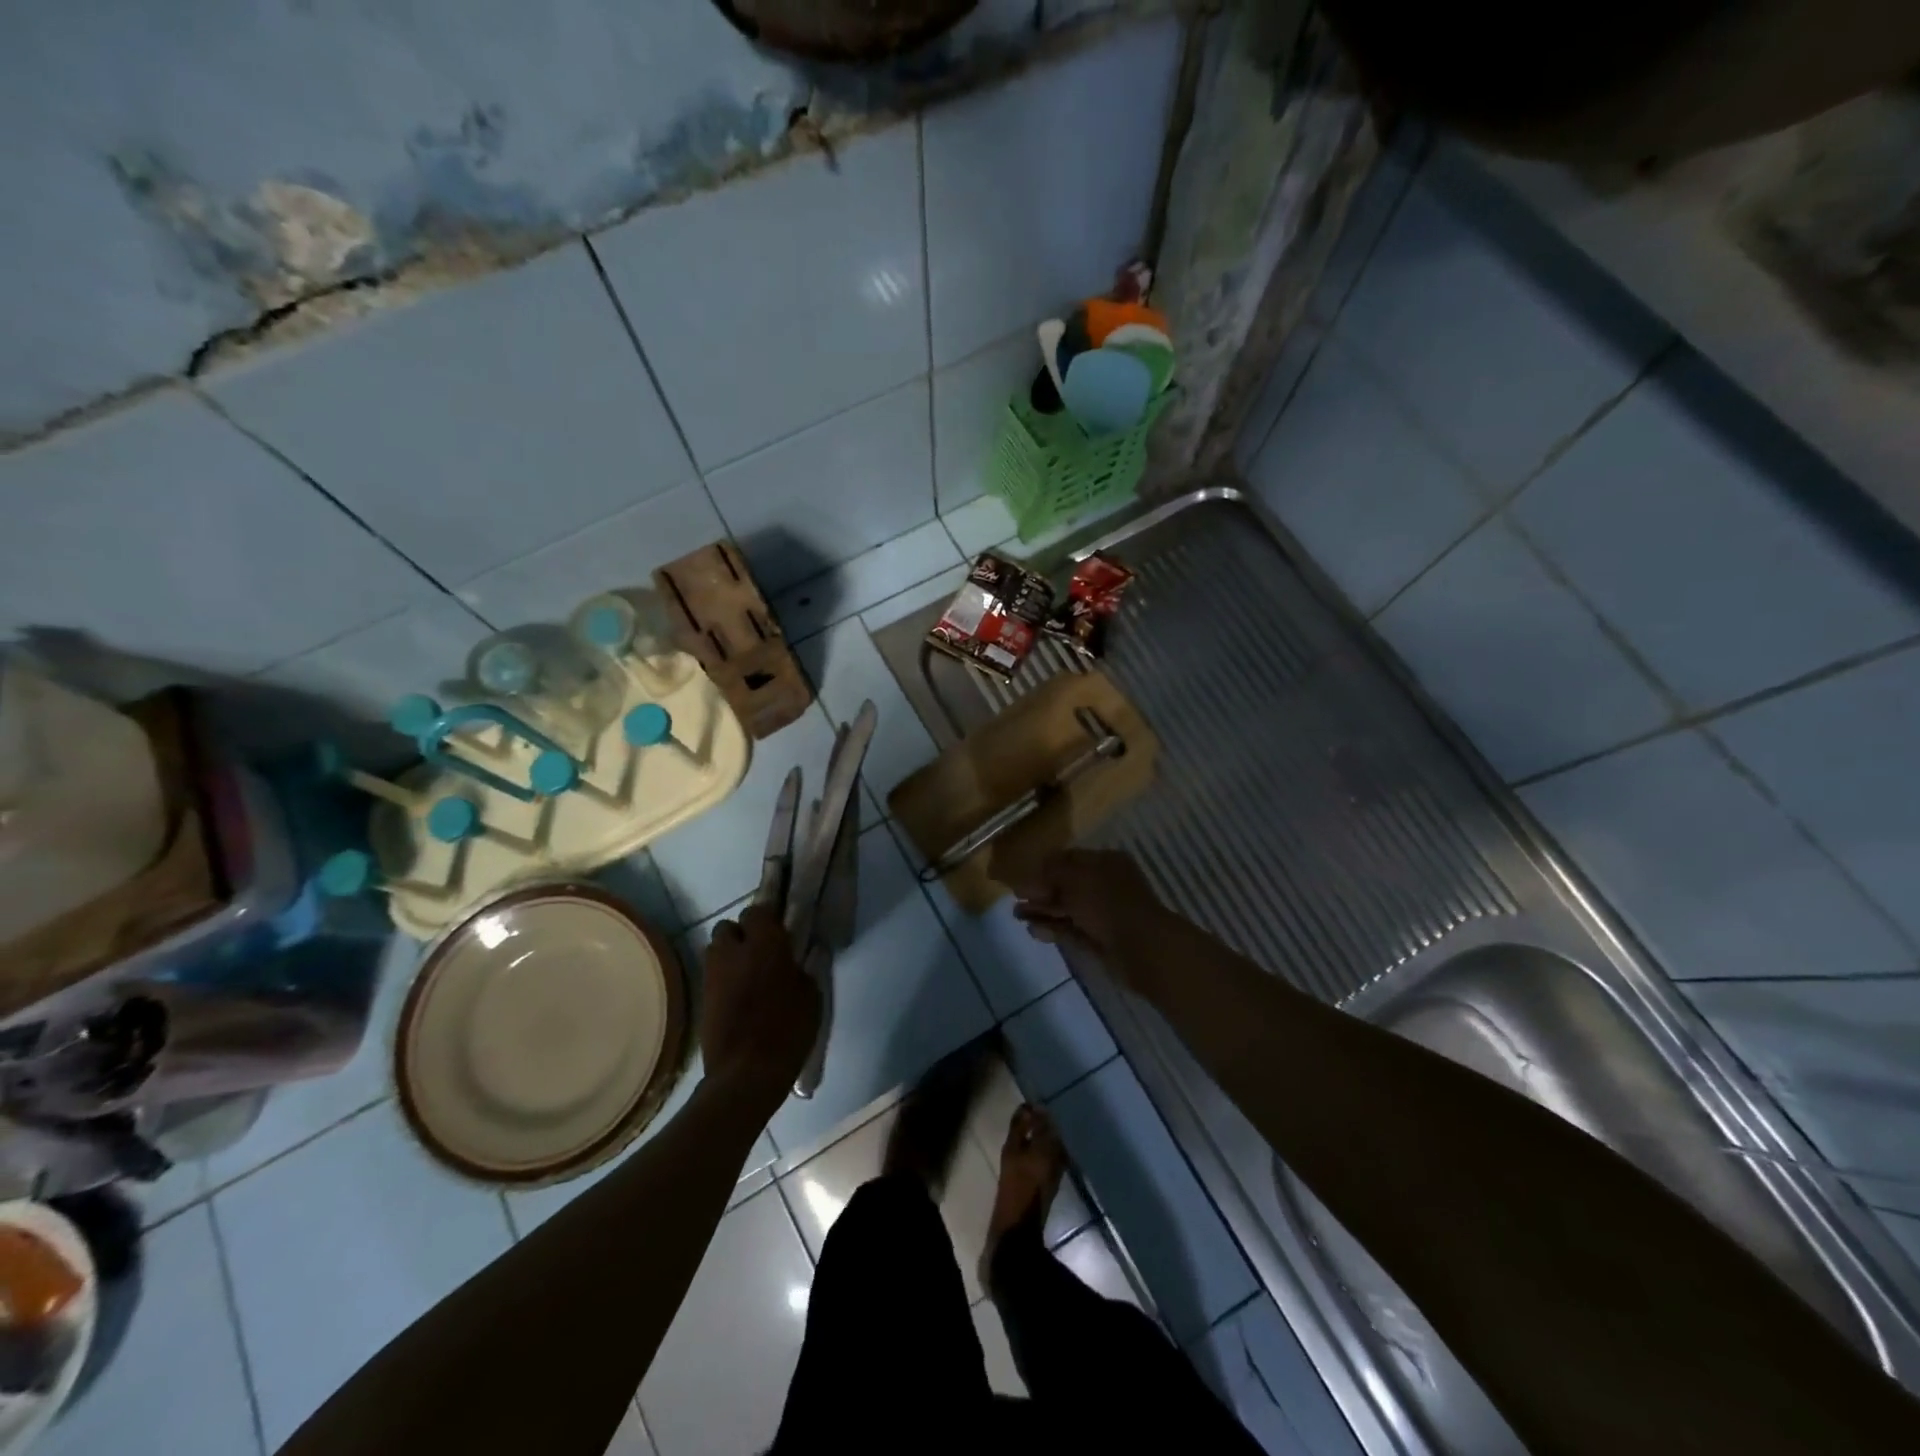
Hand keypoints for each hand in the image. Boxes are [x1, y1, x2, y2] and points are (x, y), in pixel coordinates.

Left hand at [701, 904, 820, 1110]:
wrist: (746, 1073)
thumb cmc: (788, 1030)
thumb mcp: (811, 997)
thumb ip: (802, 970)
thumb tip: (796, 961)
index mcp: (765, 944)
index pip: (757, 911)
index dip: (767, 919)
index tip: (780, 932)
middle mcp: (734, 951)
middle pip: (728, 927)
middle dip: (742, 934)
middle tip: (761, 952)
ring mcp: (713, 974)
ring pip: (716, 950)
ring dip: (729, 955)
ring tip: (747, 974)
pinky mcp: (702, 997)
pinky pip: (712, 975)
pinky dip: (723, 978)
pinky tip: (739, 996)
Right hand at [1011, 850, 1175, 986]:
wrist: (1141, 947)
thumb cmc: (1107, 902)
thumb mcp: (1074, 877)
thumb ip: (1050, 872)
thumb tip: (1030, 876)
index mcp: (1105, 862)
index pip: (1070, 858)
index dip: (1044, 866)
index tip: (1022, 877)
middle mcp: (1105, 884)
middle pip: (1067, 884)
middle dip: (1041, 891)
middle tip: (1016, 898)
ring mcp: (1103, 913)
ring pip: (1067, 908)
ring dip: (1043, 911)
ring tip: (1018, 916)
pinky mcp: (1100, 938)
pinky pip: (1072, 929)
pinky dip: (1053, 929)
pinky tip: (1034, 931)